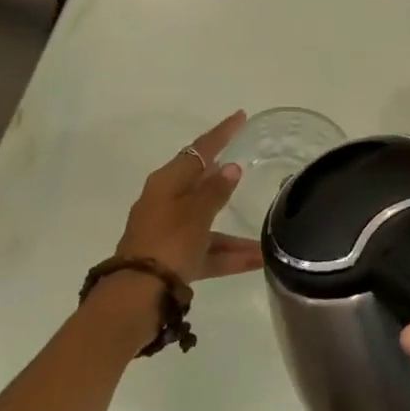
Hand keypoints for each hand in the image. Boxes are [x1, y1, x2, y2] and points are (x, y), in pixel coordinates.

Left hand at [114, 111, 263, 282]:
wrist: (139, 293)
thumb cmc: (168, 243)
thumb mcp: (195, 214)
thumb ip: (215, 191)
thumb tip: (230, 168)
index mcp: (166, 184)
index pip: (198, 151)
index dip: (220, 134)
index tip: (240, 117)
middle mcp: (167, 203)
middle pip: (202, 186)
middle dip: (227, 181)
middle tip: (251, 166)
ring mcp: (171, 233)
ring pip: (210, 224)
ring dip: (237, 233)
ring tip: (270, 237)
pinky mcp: (175, 259)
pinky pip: (209, 251)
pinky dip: (230, 255)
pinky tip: (259, 261)